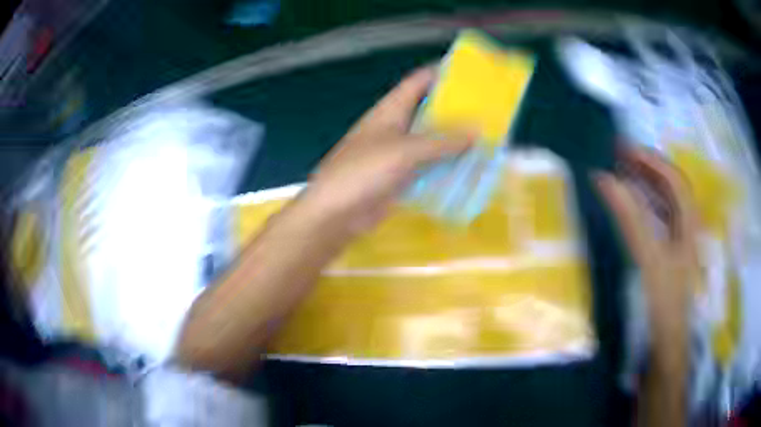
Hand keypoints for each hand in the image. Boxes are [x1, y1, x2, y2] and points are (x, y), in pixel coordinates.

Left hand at [299, 67, 472, 235]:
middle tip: (488, 111)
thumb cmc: (363, 172)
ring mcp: (399, 153)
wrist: (336, 213)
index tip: (471, 75)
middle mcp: (396, 126)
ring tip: (487, 139)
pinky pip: (430, 166)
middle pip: (429, 110)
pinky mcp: (401, 176)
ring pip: (432, 140)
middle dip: (457, 110)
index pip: (419, 82)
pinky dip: (447, 166)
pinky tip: (470, 169)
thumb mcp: (405, 151)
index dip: (442, 74)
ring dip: (455, 141)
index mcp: (391, 109)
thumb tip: (477, 131)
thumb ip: (442, 141)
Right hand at [595, 147, 698, 426]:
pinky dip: (644, 208)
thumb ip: (630, 219)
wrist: (664, 349)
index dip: (651, 160)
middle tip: (620, 155)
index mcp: (689, 225)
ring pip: (665, 204)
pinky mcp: (668, 258)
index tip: (624, 150)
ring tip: (623, 174)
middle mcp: (687, 229)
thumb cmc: (662, 305)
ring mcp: (678, 244)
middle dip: (647, 167)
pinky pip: (658, 222)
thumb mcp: (648, 261)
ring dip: (645, 185)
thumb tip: (605, 180)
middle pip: (671, 187)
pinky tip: (632, 207)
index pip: (674, 179)